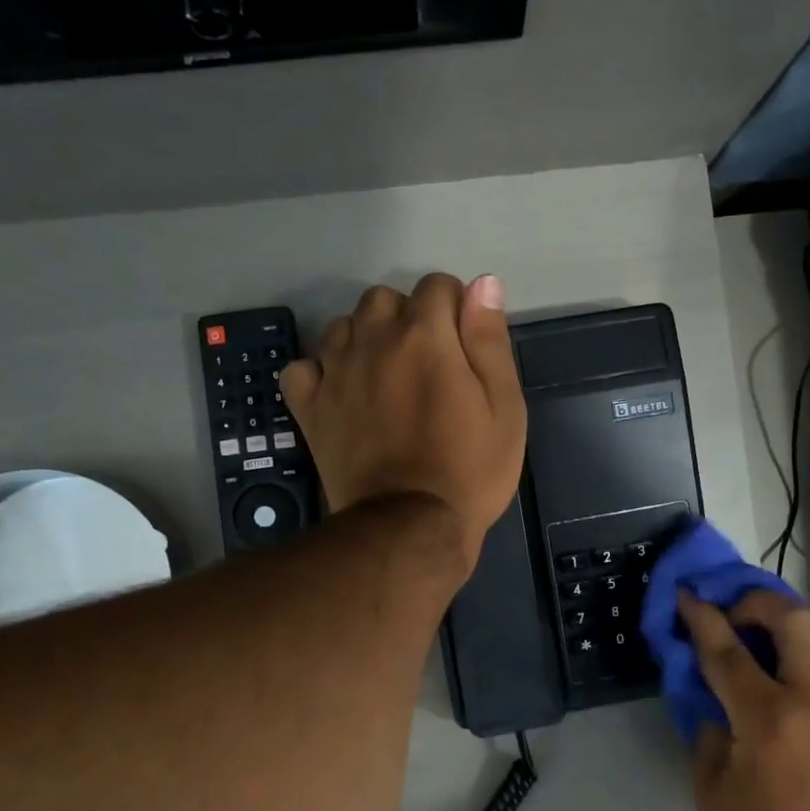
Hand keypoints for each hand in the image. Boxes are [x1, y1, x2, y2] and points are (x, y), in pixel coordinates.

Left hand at [281, 273, 526, 570]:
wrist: (410, 527)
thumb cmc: (470, 469)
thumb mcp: (504, 407)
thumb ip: (490, 340)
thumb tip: (483, 283)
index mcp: (425, 335)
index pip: (438, 285)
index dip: (456, 309)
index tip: (465, 347)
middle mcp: (373, 340)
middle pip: (385, 298)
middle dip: (408, 318)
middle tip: (428, 365)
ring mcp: (335, 372)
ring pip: (344, 325)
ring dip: (366, 339)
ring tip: (386, 378)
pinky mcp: (310, 406)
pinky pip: (304, 367)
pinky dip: (321, 372)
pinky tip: (341, 392)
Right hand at [680, 589, 809, 810]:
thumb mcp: (709, 781)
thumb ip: (709, 723)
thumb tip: (714, 688)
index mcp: (767, 719)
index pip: (728, 650)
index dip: (703, 618)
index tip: (688, 595)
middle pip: (796, 620)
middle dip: (760, 604)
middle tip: (739, 616)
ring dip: (804, 632)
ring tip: (783, 648)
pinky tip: (808, 679)